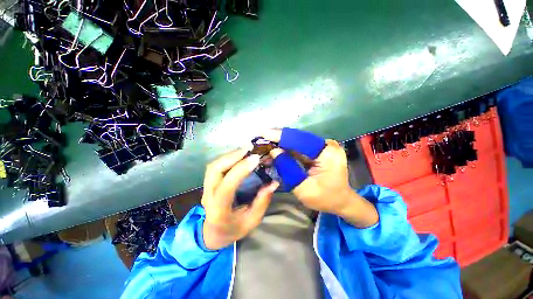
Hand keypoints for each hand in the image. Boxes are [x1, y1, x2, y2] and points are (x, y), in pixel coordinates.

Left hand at [201, 149, 278, 249]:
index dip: (241, 170)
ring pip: (213, 166)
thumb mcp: (251, 221)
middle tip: (250, 150)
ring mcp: (205, 188)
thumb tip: (273, 183)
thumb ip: (262, 202)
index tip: (256, 158)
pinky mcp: (208, 183)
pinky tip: (239, 155)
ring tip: (246, 150)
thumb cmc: (233, 229)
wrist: (213, 233)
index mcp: (219, 210)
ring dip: (230, 155)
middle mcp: (208, 196)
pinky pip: (216, 166)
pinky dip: (227, 158)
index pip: (227, 186)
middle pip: (214, 170)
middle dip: (232, 157)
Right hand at [262, 128, 377, 227]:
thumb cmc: (325, 199)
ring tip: (265, 144)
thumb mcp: (303, 189)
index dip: (281, 136)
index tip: (263, 133)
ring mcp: (323, 147)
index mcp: (327, 154)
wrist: (341, 201)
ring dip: (281, 143)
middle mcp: (326, 145)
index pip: (300, 140)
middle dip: (279, 138)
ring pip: (297, 142)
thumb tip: (274, 151)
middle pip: (298, 138)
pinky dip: (287, 149)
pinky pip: (299, 147)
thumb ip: (288, 169)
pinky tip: (275, 150)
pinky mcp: (318, 150)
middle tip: (261, 138)